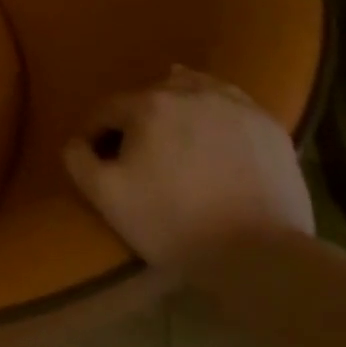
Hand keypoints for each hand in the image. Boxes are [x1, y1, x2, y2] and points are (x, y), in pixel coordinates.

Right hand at [63, 65, 312, 269]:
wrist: (259, 256)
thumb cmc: (173, 223)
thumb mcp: (106, 197)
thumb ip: (78, 160)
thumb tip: (77, 141)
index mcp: (147, 105)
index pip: (106, 109)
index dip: (95, 133)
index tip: (96, 158)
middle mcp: (190, 92)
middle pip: (149, 95)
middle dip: (136, 119)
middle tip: (137, 152)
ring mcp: (234, 106)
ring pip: (193, 90)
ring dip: (176, 106)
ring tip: (175, 134)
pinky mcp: (268, 126)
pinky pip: (231, 103)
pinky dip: (215, 111)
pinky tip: (213, 131)